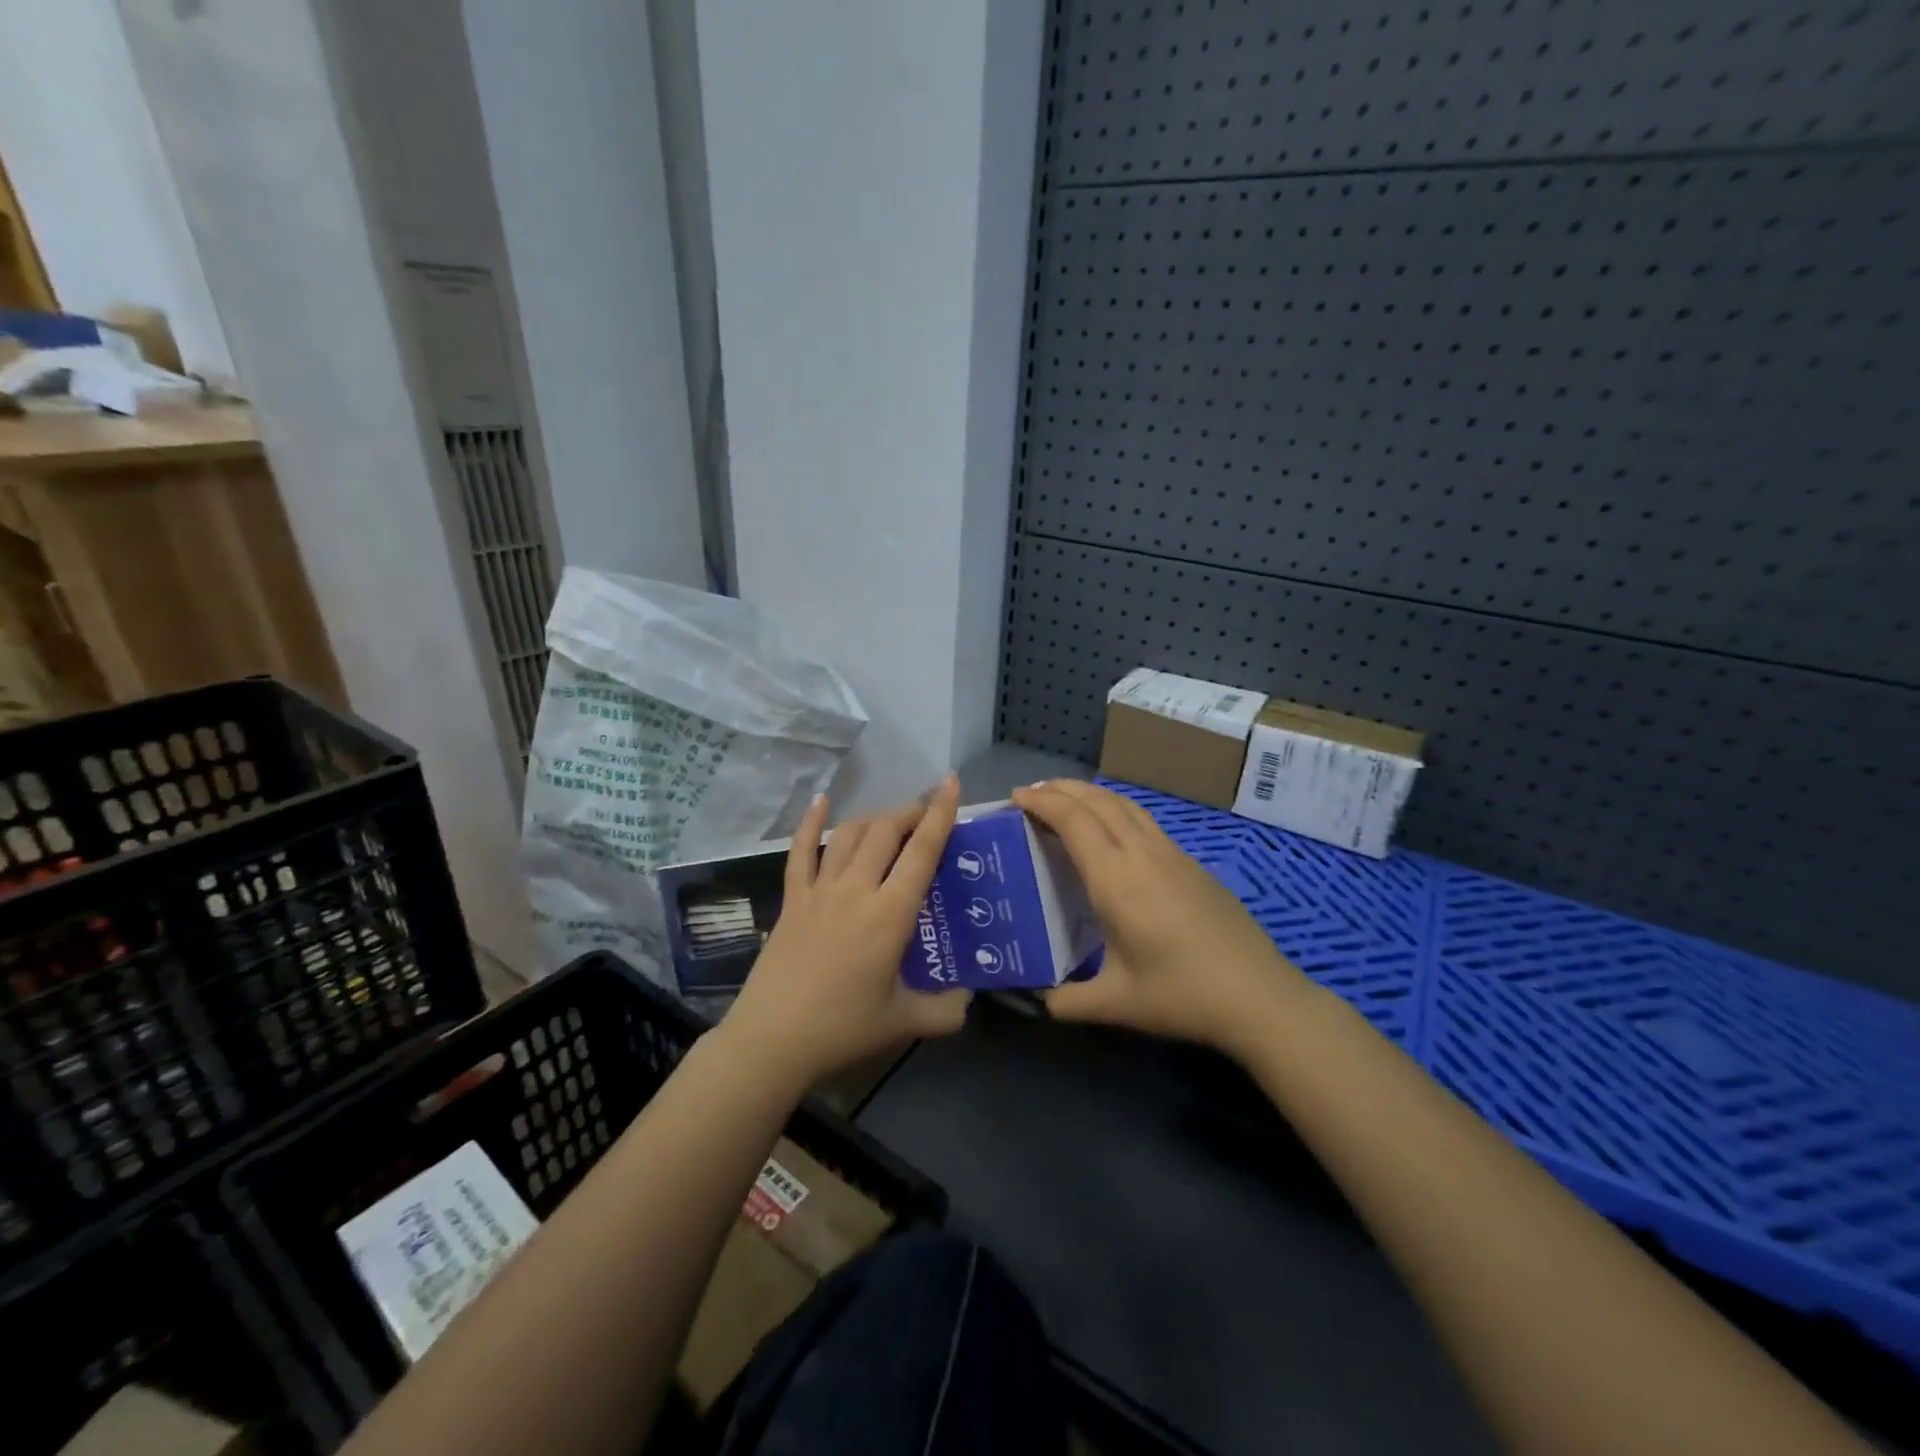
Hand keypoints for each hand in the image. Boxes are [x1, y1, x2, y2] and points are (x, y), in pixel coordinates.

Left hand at [723, 774, 970, 1088]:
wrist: (772, 1040)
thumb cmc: (842, 1028)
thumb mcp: (903, 1022)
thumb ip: (944, 1010)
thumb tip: (968, 998)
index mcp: (889, 915)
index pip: (921, 852)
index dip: (939, 814)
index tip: (951, 783)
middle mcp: (855, 890)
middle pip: (885, 831)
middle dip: (910, 812)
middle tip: (926, 815)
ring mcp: (819, 891)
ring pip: (849, 834)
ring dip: (874, 818)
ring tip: (891, 821)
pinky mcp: (792, 899)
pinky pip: (801, 851)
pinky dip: (810, 823)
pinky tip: (820, 802)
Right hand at [1010, 779, 1311, 1057]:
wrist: (1259, 996)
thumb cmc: (1182, 996)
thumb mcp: (1115, 1005)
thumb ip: (1067, 1001)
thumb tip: (1039, 1000)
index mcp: (1117, 882)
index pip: (1074, 821)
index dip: (1043, 802)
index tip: (1016, 797)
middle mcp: (1143, 855)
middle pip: (1098, 802)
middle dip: (1061, 789)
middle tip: (1031, 793)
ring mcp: (1172, 855)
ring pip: (1125, 805)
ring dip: (1090, 794)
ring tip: (1065, 800)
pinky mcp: (1191, 863)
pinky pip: (1143, 820)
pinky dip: (1114, 810)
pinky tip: (1110, 829)